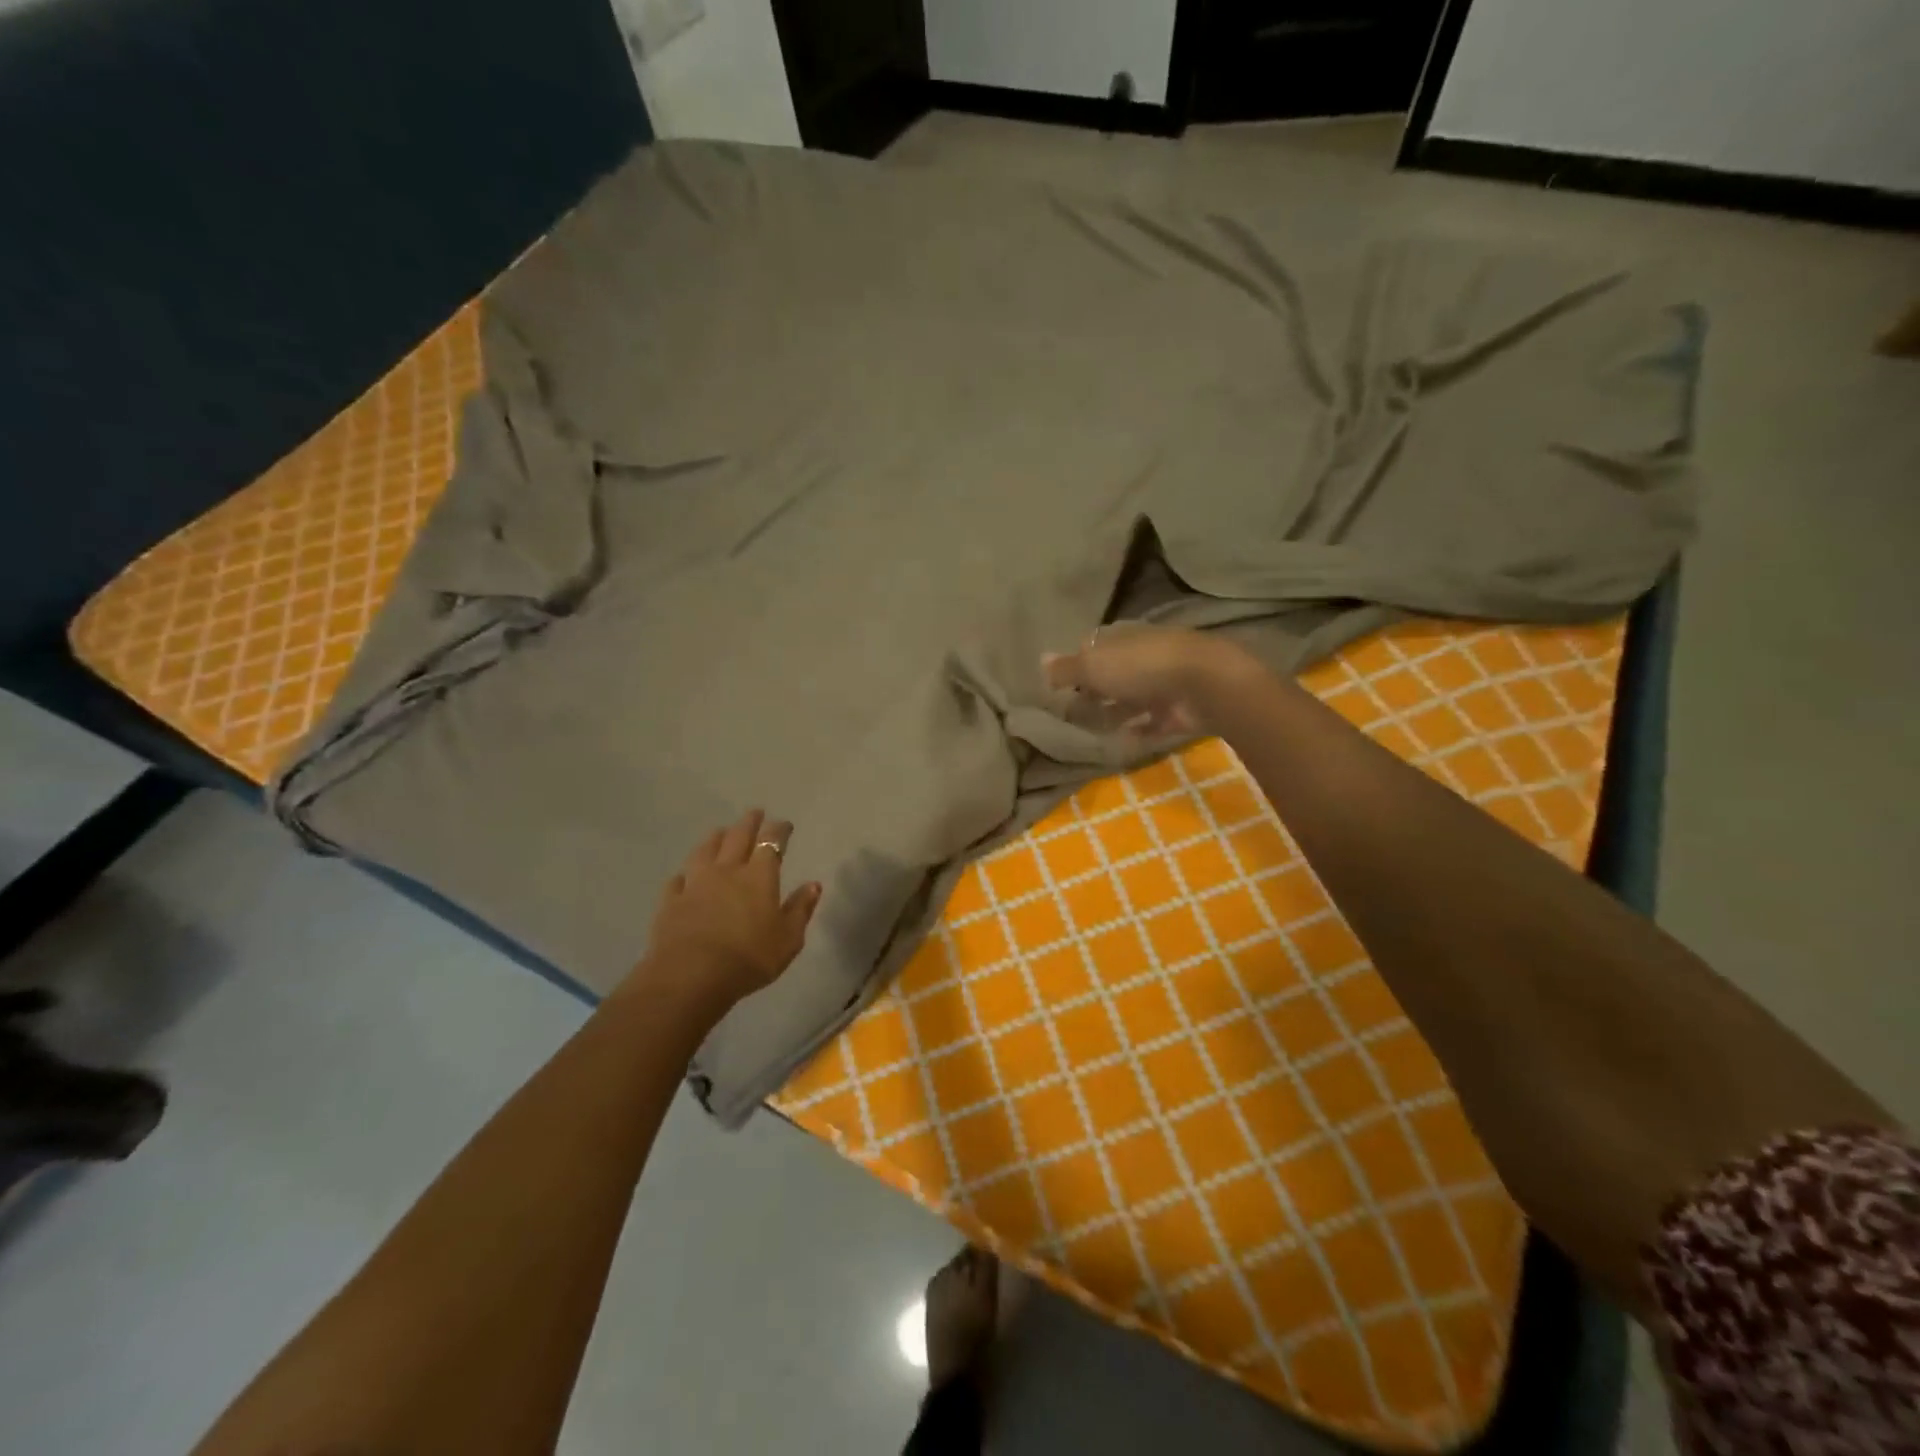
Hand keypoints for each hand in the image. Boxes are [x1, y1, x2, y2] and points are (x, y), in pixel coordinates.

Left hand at [631, 810, 821, 1017]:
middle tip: (754, 812)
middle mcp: (727, 871)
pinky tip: (683, 876)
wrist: (691, 976)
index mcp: (758, 877)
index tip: (784, 824)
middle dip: (749, 822)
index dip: (779, 830)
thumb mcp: (788, 939)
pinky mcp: (671, 902)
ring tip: (720, 832)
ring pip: (705, 851)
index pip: (771, 842)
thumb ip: (801, 909)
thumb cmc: (749, 958)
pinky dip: (684, 874)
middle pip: (737, 837)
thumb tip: (814, 884)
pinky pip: (677, 880)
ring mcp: (695, 884)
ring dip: (715, 838)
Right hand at [1042, 624, 1256, 736]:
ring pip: (1132, 698)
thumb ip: (1066, 668)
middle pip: (1113, 674)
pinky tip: (1120, 743)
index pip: (1095, 647)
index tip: (1060, 685)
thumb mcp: (1093, 666)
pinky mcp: (1179, 710)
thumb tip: (1039, 660)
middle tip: (1071, 712)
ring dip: (1113, 713)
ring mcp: (1164, 683)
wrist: (1203, 684)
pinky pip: (1153, 722)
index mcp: (1123, 637)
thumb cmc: (1140, 666)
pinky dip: (1137, 731)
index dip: (1077, 663)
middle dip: (1094, 691)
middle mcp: (1143, 655)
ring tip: (1090, 732)